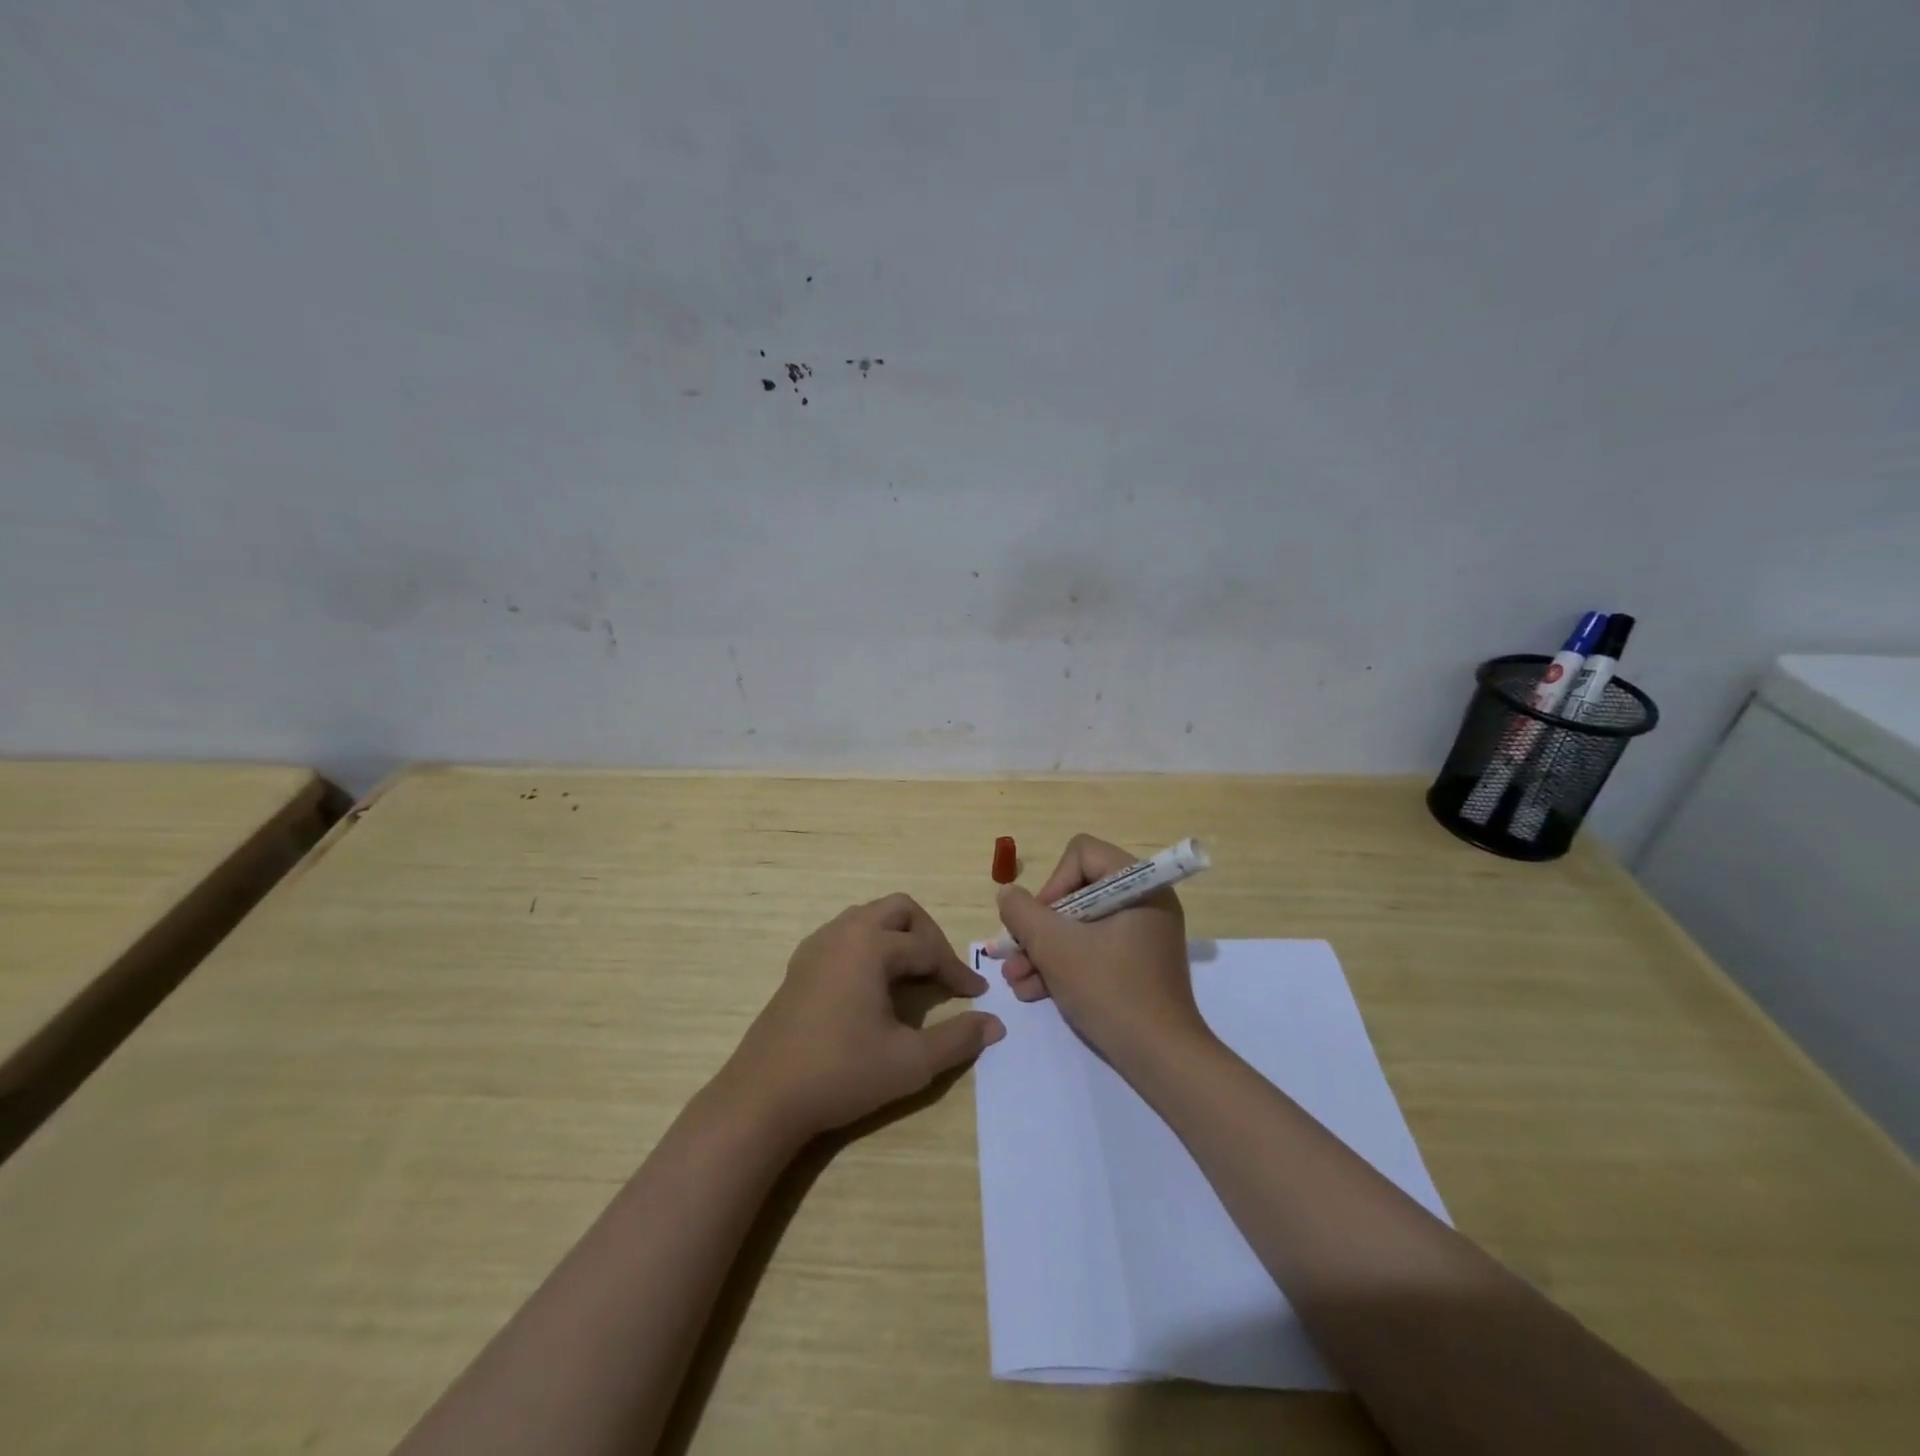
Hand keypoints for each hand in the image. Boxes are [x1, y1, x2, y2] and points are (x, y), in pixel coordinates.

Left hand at [718, 894, 1003, 1141]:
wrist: (764, 1097)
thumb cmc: (841, 1073)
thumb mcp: (910, 1062)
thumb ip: (957, 1039)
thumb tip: (995, 1024)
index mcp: (870, 945)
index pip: (928, 948)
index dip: (957, 972)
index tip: (977, 996)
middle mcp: (843, 932)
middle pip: (899, 910)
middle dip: (928, 936)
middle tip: (943, 973)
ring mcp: (817, 945)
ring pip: (869, 918)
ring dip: (898, 938)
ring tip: (913, 976)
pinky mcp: (800, 964)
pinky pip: (845, 935)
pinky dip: (870, 947)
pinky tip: (873, 986)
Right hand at [995, 834, 1210, 1066]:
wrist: (1161, 1059)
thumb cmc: (1110, 990)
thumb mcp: (1055, 947)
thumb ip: (1023, 913)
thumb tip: (1007, 894)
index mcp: (1139, 885)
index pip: (1082, 854)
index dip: (1052, 884)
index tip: (1039, 922)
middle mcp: (1144, 902)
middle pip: (1076, 892)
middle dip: (1039, 927)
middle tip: (1013, 953)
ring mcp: (1141, 935)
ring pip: (1080, 925)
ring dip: (1043, 950)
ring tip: (1015, 980)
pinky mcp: (1136, 964)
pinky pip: (1093, 949)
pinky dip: (1063, 965)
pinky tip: (1033, 991)